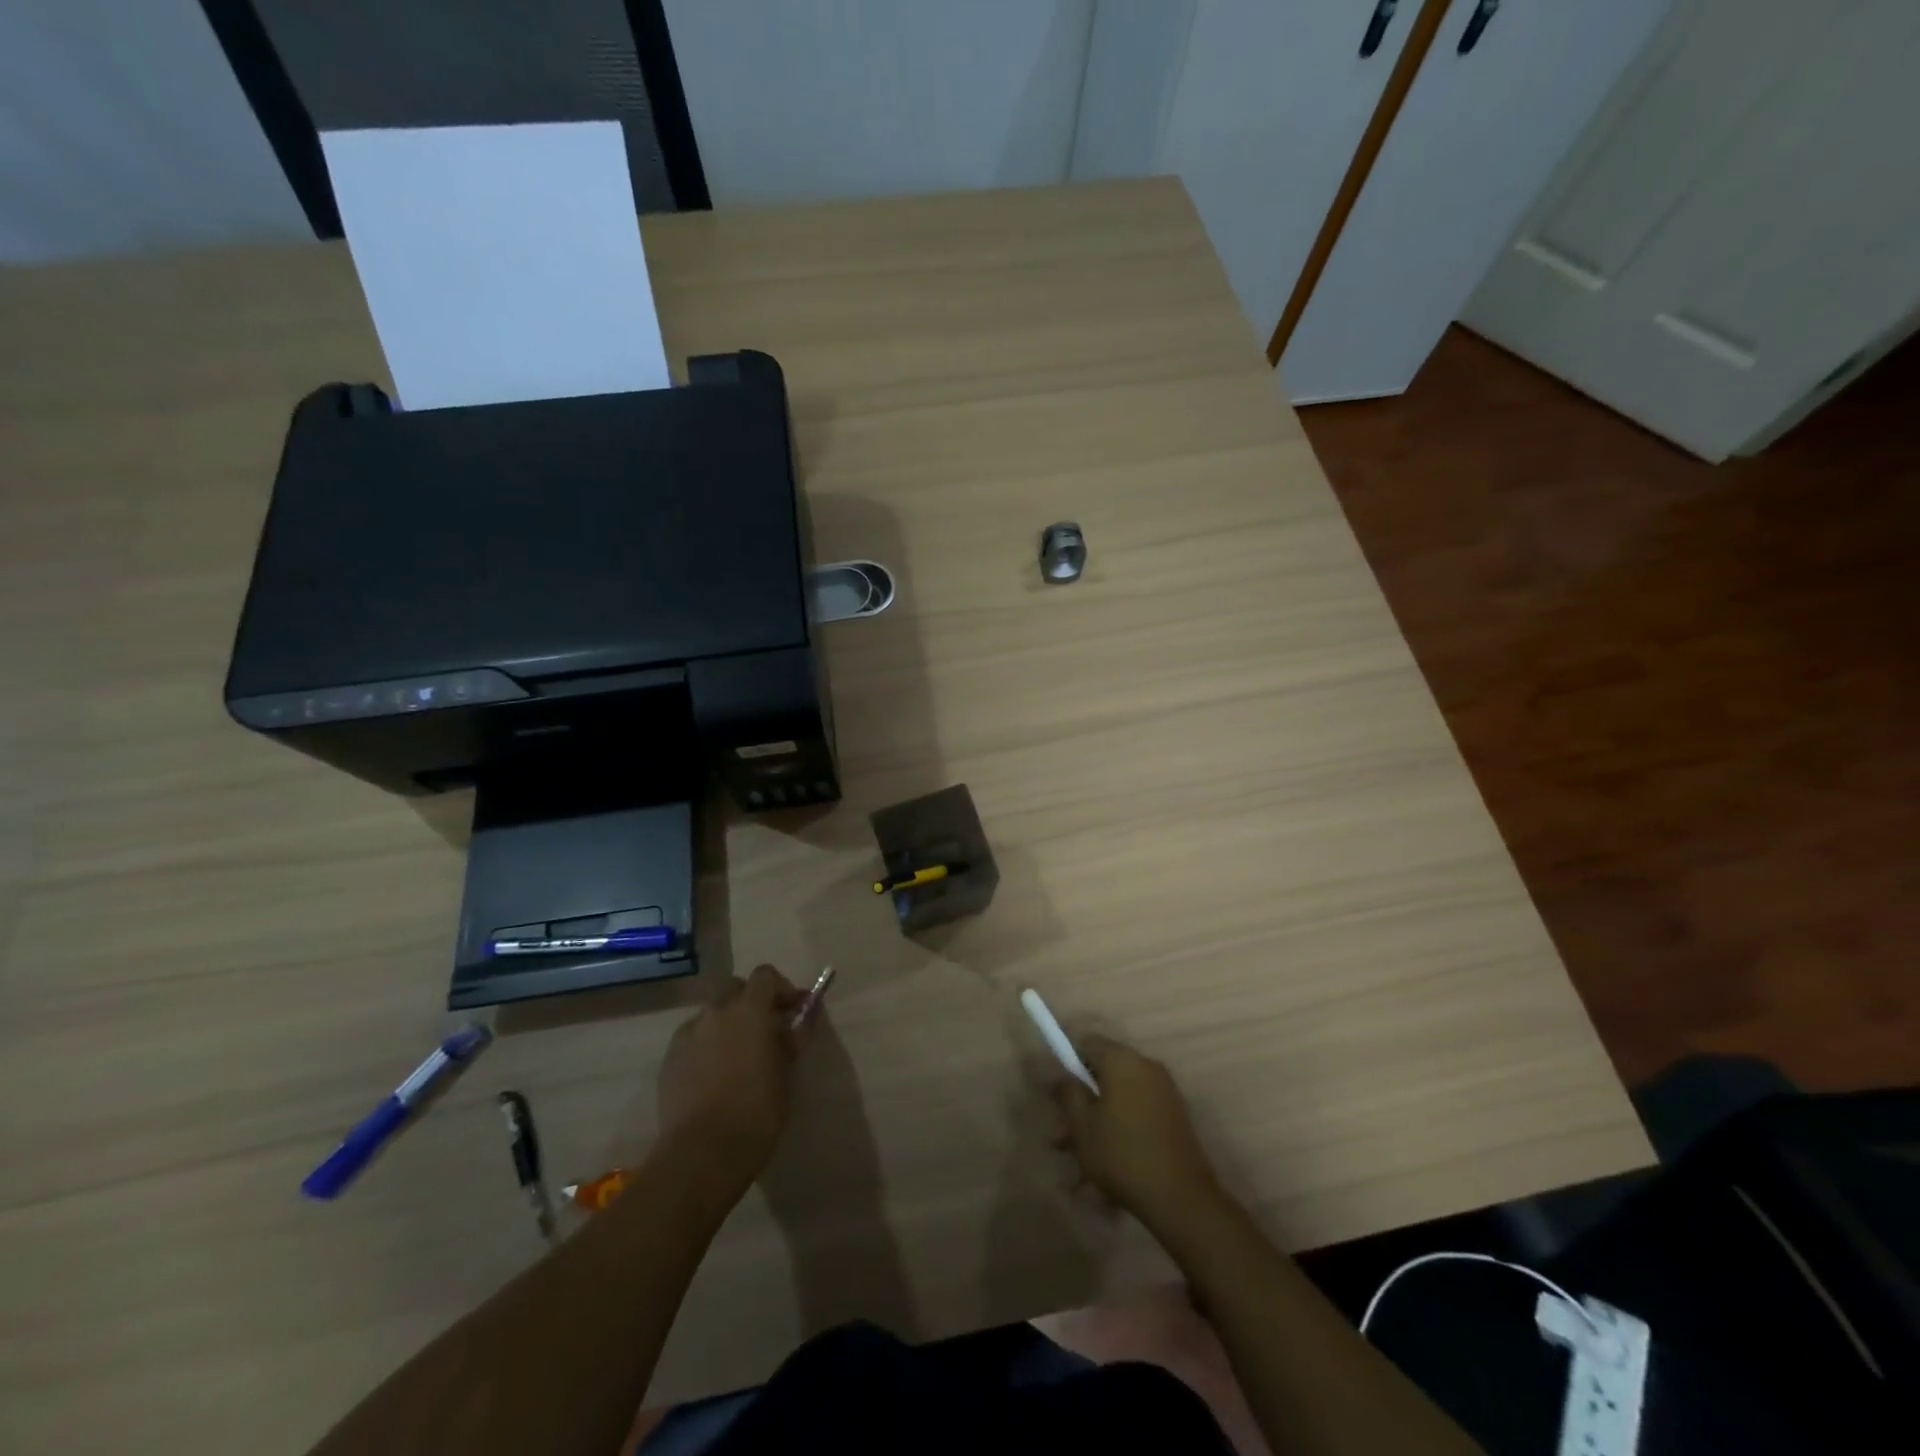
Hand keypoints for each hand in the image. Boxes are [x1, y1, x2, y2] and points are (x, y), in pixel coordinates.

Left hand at [657, 964, 804, 1198]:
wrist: (702, 1154)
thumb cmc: (757, 1111)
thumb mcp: (788, 1073)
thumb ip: (794, 1037)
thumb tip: (804, 1015)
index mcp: (749, 1010)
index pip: (765, 975)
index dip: (782, 988)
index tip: (793, 1011)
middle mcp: (715, 1013)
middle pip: (734, 989)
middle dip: (750, 1002)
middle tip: (765, 1031)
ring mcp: (687, 1035)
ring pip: (711, 1015)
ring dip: (727, 1025)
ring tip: (737, 1058)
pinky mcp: (668, 1060)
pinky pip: (693, 1040)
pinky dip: (706, 1047)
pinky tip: (714, 1077)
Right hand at [1053, 1036, 1222, 1234]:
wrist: (1181, 1197)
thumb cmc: (1122, 1154)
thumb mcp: (1082, 1125)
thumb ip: (1068, 1093)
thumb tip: (1060, 1076)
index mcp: (1122, 1059)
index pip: (1087, 1043)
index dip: (1068, 1064)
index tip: (1059, 1095)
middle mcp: (1146, 1066)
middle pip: (1103, 1073)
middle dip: (1082, 1102)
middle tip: (1062, 1138)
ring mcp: (1164, 1091)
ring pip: (1119, 1098)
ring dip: (1098, 1122)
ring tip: (1080, 1163)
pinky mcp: (1174, 1116)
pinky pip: (1137, 1112)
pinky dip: (1120, 1130)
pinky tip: (1108, 1166)